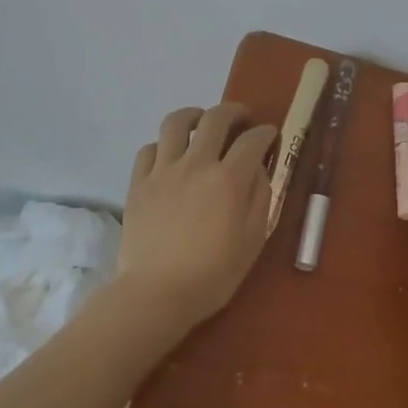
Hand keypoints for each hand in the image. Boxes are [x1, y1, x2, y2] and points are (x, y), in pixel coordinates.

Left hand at [116, 103, 276, 328]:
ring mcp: (163, 170)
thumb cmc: (212, 275)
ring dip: (194, 115)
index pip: (253, 140)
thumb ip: (259, 197)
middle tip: (241, 118)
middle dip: (234, 111)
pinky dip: (163, 145)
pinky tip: (170, 156)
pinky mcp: (138, 183)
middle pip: (215, 118)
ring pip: (176, 122)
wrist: (155, 295)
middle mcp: (196, 164)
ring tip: (201, 123)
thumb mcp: (252, 240)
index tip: (270, 134)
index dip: (265, 132)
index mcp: (228, 179)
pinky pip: (149, 148)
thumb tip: (258, 168)